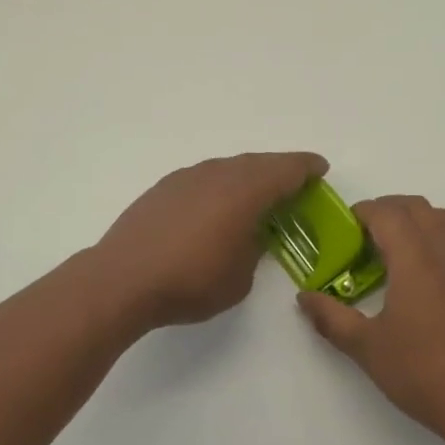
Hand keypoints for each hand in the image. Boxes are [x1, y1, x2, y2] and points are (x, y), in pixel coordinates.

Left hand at [93, 152, 328, 328]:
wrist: (124, 278)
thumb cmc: (191, 281)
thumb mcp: (239, 276)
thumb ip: (254, 248)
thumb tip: (252, 234)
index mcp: (244, 191)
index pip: (285, 170)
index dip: (306, 168)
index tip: (320, 168)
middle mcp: (217, 173)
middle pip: (257, 163)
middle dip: (279, 170)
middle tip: (296, 181)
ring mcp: (187, 177)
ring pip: (228, 168)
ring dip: (248, 177)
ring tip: (257, 195)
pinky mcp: (164, 188)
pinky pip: (204, 178)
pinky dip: (221, 186)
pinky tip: (217, 206)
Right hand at [297, 196, 444, 444]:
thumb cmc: (422, 371)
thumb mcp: (366, 346)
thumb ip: (331, 317)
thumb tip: (303, 298)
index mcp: (413, 256)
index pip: (385, 212)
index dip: (362, 213)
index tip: (346, 232)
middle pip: (416, 207)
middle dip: (388, 212)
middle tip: (368, 239)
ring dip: (424, 220)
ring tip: (406, 245)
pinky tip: (444, 268)